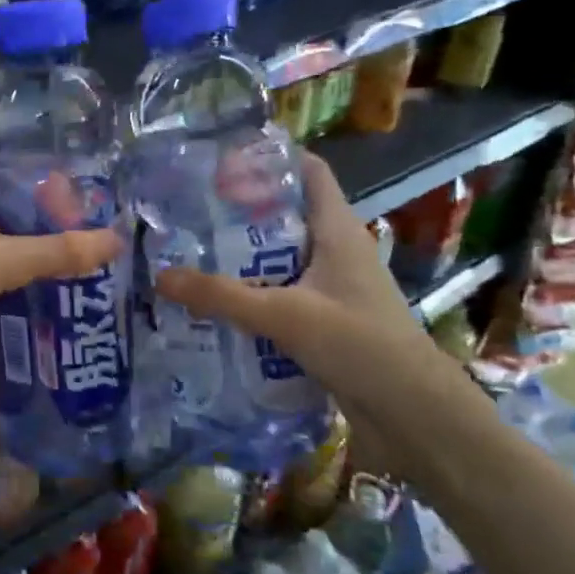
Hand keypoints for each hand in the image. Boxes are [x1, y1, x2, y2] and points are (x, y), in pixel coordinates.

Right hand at [153, 151, 479, 482]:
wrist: (414, 416)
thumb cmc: (360, 345)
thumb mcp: (284, 315)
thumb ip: (221, 296)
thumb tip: (159, 275)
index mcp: (336, 229)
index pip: (309, 171)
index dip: (270, 157)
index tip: (220, 158)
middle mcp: (335, 249)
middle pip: (284, 213)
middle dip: (238, 210)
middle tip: (187, 209)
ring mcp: (332, 286)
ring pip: (279, 256)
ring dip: (240, 256)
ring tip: (189, 252)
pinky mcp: (325, 319)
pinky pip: (281, 292)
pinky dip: (251, 292)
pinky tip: (215, 302)